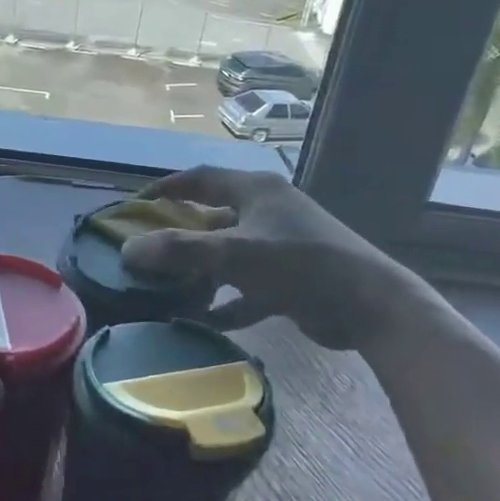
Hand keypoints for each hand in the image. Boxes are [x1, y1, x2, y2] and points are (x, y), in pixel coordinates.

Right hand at [121, 167, 425, 349]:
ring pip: (227, 255)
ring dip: (199, 272)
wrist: (371, 307)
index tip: (136, 204)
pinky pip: (245, 287)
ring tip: (166, 289)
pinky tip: (201, 321)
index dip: (167, 188)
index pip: (201, 179)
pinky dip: (225, 302)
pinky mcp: (289, 280)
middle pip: (211, 218)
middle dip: (179, 236)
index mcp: (255, 191)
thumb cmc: (300, 264)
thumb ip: (180, 251)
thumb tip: (128, 250)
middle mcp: (266, 212)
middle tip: (146, 252)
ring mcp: (279, 246)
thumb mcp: (235, 254)